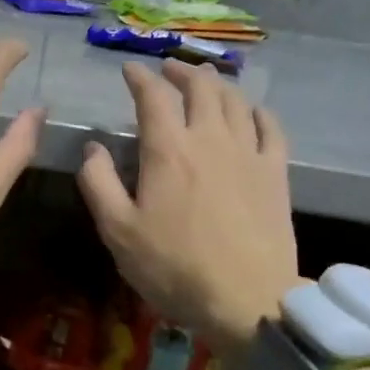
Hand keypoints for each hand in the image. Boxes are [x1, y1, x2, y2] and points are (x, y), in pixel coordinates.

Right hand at [77, 62, 299, 357]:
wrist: (247, 299)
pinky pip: (270, 128)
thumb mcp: (118, 231)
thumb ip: (98, 183)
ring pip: (235, 101)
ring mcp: (248, 153)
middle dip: (181, 72)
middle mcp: (210, 139)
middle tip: (168, 70)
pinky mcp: (276, 173)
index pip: (153, 97)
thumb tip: (93, 148)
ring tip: (206, 80)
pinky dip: (257, 111)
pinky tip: (251, 112)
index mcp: (168, 150)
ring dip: (217, 84)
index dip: (140, 78)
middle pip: (200, 88)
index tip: (129, 70)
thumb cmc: (174, 267)